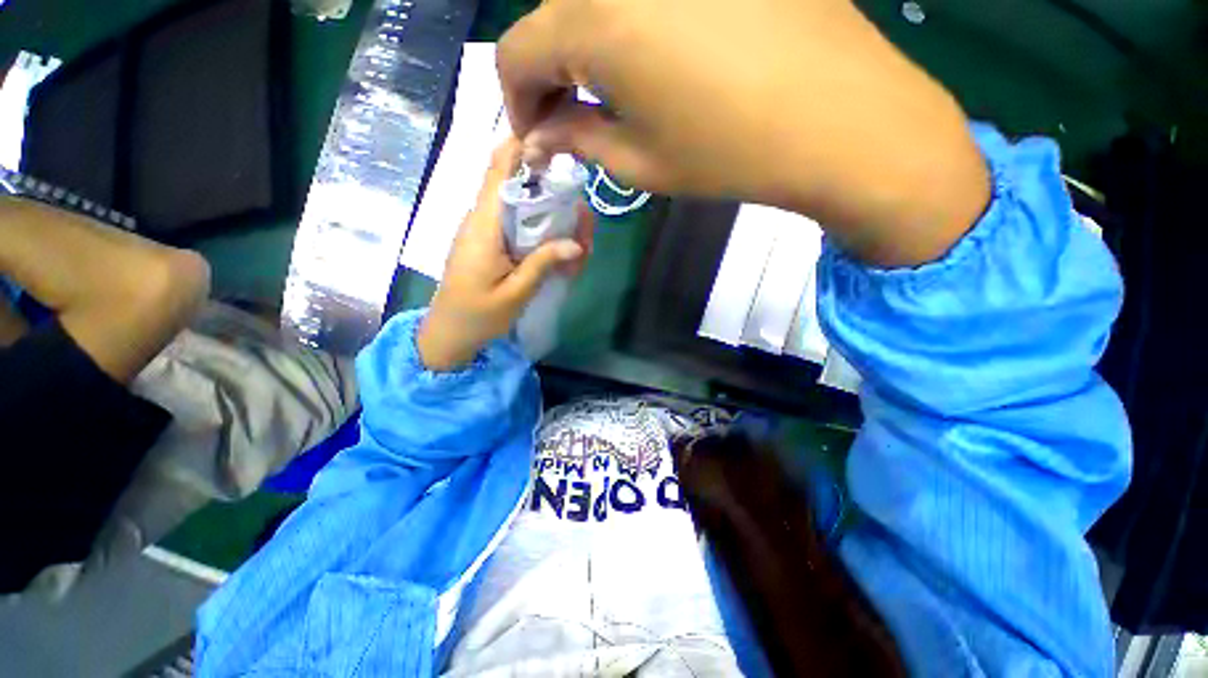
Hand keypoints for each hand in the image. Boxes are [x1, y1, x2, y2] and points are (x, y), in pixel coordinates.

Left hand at [416, 139, 593, 370]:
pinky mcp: (488, 243)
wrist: (448, 334)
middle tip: (584, 223)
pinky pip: (516, 225)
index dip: (523, 147)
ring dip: (552, 218)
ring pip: (521, 207)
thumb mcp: (515, 294)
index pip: (499, 169)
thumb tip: (577, 243)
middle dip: (555, 196)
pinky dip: (540, 233)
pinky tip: (559, 256)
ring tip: (578, 246)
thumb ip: (543, 264)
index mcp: (484, 226)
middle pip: (519, 187)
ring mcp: (484, 230)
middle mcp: (482, 219)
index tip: (556, 144)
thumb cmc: (477, 316)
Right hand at [497, 0, 989, 266]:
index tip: (536, 135)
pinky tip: (655, 59)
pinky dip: (630, 24)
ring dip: (587, 47)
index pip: (516, 53)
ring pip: (596, 0)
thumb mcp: (640, 162)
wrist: (837, 119)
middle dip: (550, 74)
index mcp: (594, 20)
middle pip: (551, 17)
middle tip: (571, 118)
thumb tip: (540, 134)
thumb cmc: (727, 153)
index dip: (516, 101)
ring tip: (611, 94)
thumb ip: (578, 140)